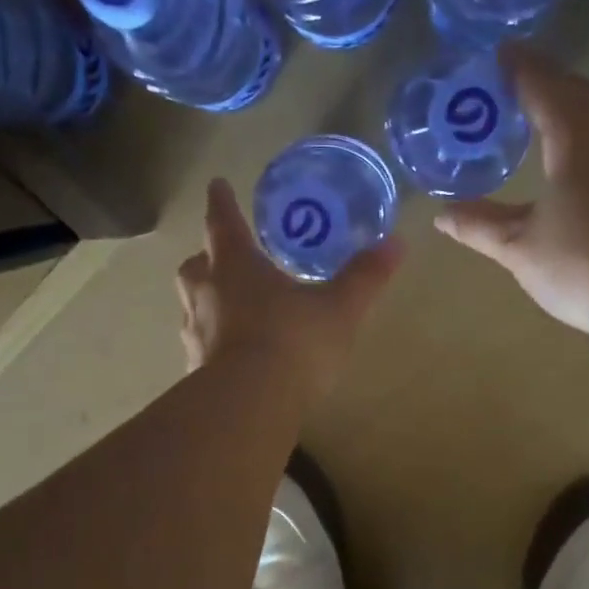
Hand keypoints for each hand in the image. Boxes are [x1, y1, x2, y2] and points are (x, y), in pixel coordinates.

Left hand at [177, 178, 401, 402]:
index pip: (224, 222)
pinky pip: (200, 345)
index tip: (217, 185)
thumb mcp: (340, 308)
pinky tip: (230, 355)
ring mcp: (196, 333)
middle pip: (196, 264)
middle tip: (222, 257)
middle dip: (207, 257)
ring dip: (206, 300)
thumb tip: (397, 242)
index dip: (222, 201)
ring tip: (228, 307)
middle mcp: (207, 293)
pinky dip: (212, 342)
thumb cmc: (294, 342)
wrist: (250, 403)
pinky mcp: (195, 369)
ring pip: (192, 305)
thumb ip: (365, 276)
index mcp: (236, 265)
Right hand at [435, 43, 588, 334]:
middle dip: (548, 82)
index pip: (542, 84)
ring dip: (575, 107)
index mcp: (575, 135)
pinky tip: (586, 155)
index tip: (501, 54)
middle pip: (578, 92)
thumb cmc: (585, 263)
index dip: (519, 68)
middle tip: (520, 83)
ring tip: (549, 116)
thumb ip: (480, 225)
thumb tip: (441, 214)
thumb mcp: (521, 248)